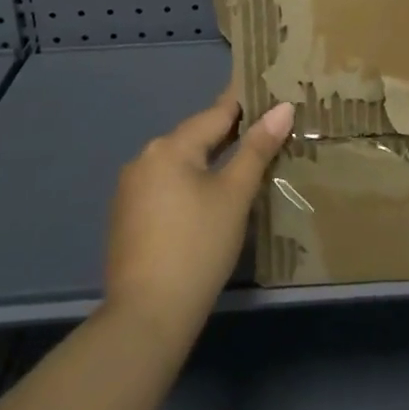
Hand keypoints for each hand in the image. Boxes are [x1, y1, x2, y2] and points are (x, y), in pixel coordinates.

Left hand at [103, 91, 294, 339]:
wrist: (146, 317)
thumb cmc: (198, 247)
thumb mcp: (235, 195)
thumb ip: (257, 149)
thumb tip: (282, 108)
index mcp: (170, 147)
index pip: (216, 113)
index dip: (245, 103)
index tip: (269, 92)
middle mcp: (145, 158)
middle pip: (195, 137)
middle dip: (229, 134)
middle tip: (265, 131)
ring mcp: (130, 190)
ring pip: (180, 163)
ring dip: (208, 161)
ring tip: (242, 164)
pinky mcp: (126, 218)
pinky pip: (165, 186)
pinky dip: (189, 184)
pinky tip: (208, 200)